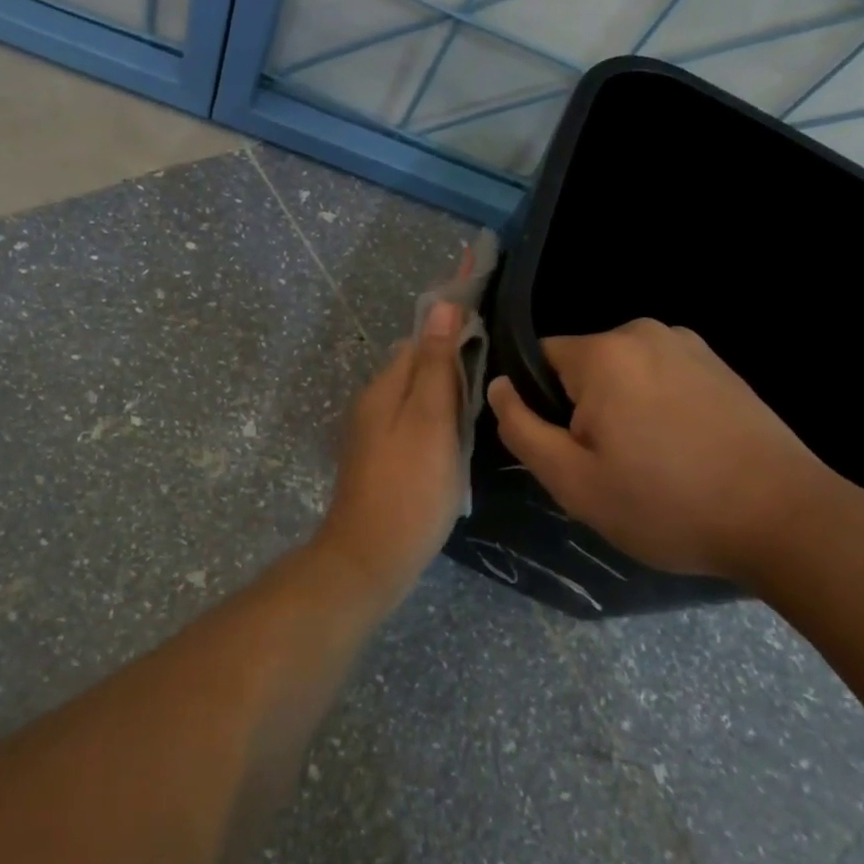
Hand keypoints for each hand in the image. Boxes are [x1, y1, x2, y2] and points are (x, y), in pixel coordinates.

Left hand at [315, 301, 466, 596]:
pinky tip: (456, 444)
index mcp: (383, 387)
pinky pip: (414, 425)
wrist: (371, 558)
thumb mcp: (431, 421)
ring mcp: (374, 433)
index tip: (492, 342)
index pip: (420, 339)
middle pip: (417, 367)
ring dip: (446, 398)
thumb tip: (442, 305)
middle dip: (452, 367)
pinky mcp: (382, 460)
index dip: (454, 332)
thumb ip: (436, 364)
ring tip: (479, 415)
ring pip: (417, 398)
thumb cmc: (410, 488)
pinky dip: (437, 425)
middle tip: (490, 386)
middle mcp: (373, 403)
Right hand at [487, 319, 835, 584]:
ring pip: (623, 376)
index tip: (567, 451)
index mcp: (605, 352)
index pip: (538, 360)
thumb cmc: (666, 503)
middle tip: (607, 468)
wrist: (786, 521)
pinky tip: (683, 454)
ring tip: (649, 466)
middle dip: (582, 410)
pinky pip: (662, 380)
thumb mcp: (572, 480)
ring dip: (621, 412)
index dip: (541, 407)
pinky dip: (657, 410)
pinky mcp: (721, 367)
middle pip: (582, 369)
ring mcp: (691, 346)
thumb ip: (520, 428)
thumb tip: (497, 386)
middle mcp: (646, 332)